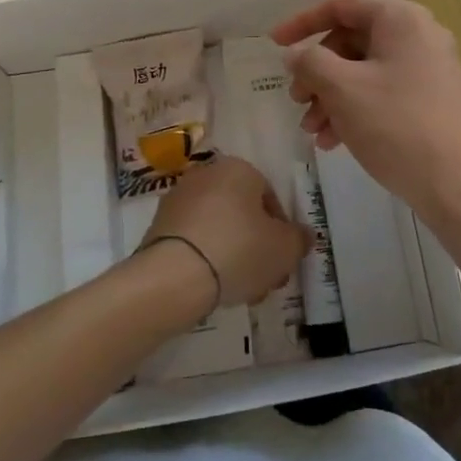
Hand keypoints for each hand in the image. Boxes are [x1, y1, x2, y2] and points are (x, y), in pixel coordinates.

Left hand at [139, 156, 310, 308]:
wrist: (174, 275)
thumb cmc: (238, 250)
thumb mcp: (284, 248)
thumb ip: (299, 239)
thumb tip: (302, 235)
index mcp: (239, 169)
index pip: (270, 197)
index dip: (282, 232)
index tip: (283, 261)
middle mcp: (207, 174)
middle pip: (243, 213)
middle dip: (258, 247)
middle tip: (266, 279)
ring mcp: (179, 199)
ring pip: (219, 228)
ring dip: (234, 256)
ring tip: (241, 291)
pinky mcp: (159, 225)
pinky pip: (194, 240)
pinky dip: (207, 258)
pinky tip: (213, 288)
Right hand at [271, 0, 460, 216]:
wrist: (458, 185)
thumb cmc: (396, 125)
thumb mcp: (342, 88)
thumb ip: (310, 62)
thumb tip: (296, 54)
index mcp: (401, 19)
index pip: (341, 5)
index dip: (302, 22)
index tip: (274, 44)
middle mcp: (419, 35)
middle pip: (351, 40)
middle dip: (317, 71)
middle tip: (296, 100)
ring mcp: (429, 69)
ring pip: (364, 70)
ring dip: (331, 96)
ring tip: (312, 130)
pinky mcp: (432, 100)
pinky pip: (383, 92)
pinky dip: (354, 109)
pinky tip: (334, 141)